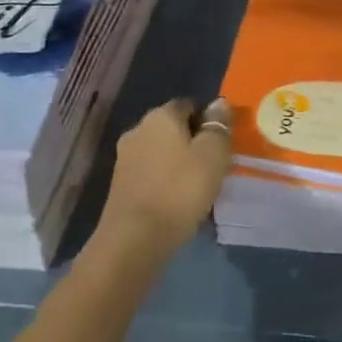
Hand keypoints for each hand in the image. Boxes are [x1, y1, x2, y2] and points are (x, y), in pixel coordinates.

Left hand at [96, 98, 232, 261]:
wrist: (134, 239)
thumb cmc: (180, 189)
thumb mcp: (213, 154)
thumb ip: (218, 125)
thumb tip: (219, 103)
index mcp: (161, 115)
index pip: (190, 105)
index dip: (208, 121)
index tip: (222, 144)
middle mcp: (138, 128)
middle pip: (173, 128)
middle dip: (192, 142)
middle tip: (212, 166)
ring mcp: (125, 157)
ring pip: (160, 151)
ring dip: (177, 163)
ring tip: (196, 187)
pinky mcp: (119, 184)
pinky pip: (150, 173)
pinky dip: (163, 181)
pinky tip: (175, 201)